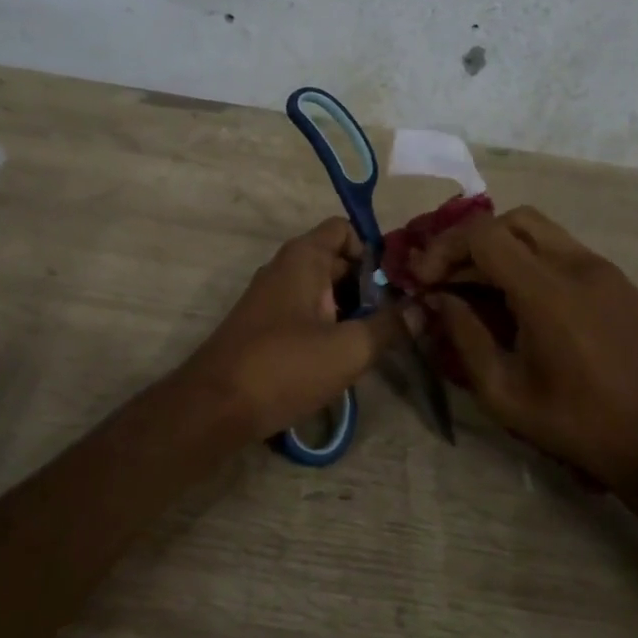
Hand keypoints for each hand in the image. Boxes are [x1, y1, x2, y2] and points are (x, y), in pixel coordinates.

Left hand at [182, 219, 401, 441]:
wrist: (214, 407)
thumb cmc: (285, 367)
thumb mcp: (349, 348)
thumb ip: (390, 326)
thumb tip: (422, 309)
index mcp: (303, 258)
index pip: (344, 229)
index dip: (374, 250)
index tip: (398, 284)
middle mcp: (285, 268)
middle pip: (337, 260)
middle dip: (368, 285)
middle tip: (399, 316)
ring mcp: (271, 298)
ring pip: (322, 290)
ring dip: (350, 309)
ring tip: (377, 339)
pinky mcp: (264, 327)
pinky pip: (305, 312)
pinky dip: (328, 325)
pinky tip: (343, 357)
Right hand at [411, 206, 637, 488]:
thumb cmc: (575, 423)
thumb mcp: (503, 392)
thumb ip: (465, 336)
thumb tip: (439, 299)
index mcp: (548, 292)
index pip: (485, 235)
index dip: (445, 248)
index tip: (425, 279)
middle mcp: (578, 266)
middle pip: (512, 220)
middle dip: (472, 241)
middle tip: (449, 276)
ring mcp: (604, 270)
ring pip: (541, 231)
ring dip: (503, 248)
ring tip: (480, 288)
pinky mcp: (618, 281)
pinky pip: (565, 252)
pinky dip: (532, 260)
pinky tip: (522, 301)